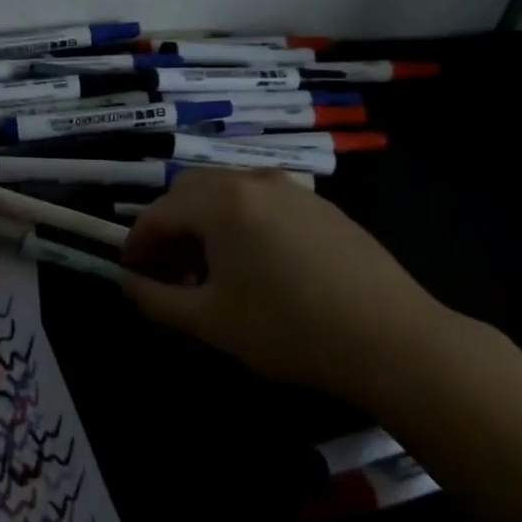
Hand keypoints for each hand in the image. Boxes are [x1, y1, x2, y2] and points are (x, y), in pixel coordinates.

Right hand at [120, 169, 457, 402]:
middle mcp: (251, 181)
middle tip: (167, 273)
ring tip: (209, 272)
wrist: (394, 340)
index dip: (136, 245)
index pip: (158, 214)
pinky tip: (255, 266)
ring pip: (226, 195)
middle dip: (168, 230)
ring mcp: (291, 189)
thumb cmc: (290, 329)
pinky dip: (239, 224)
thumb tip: (127, 284)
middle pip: (189, 193)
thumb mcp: (211, 321)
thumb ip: (157, 299)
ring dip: (203, 225)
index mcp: (220, 202)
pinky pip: (261, 202)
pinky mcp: (321, 206)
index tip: (130, 276)